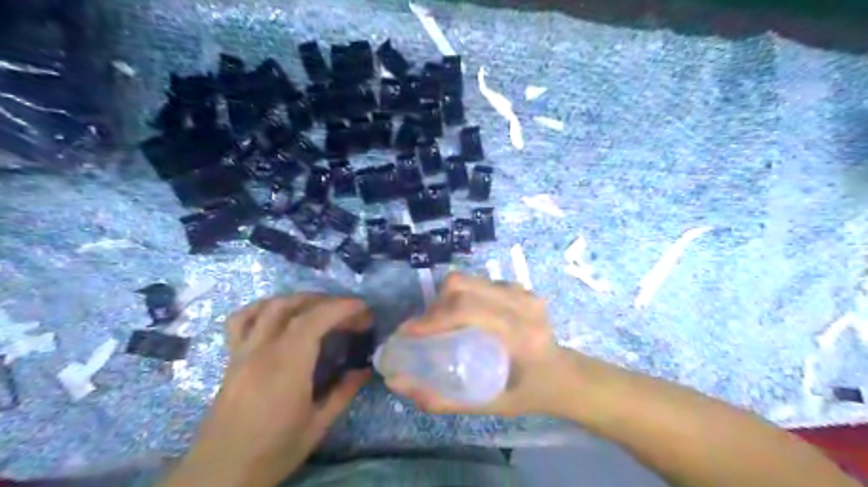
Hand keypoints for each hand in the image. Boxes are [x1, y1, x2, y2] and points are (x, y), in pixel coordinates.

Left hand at [163, 294, 370, 485]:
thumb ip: (343, 393)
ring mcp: (243, 352)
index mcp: (287, 367)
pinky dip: (263, 307)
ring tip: (321, 308)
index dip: (342, 307)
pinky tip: (278, 314)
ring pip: (269, 307)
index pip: (314, 320)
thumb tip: (364, 370)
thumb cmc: (272, 452)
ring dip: (299, 299)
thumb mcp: (317, 427)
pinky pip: (242, 320)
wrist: (219, 475)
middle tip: (350, 314)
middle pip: (294, 307)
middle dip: (327, 302)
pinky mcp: (231, 359)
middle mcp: (263, 351)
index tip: (364, 309)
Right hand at [387, 275, 574, 418]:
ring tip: (442, 322)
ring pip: (470, 280)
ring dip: (447, 299)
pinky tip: (464, 316)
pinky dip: (464, 295)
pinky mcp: (522, 288)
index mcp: (521, 336)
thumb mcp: (488, 406)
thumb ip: (442, 399)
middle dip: (435, 305)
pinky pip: (481, 282)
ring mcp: (524, 292)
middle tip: (425, 328)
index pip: (468, 310)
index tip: (408, 332)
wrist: (566, 375)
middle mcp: (524, 306)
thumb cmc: (529, 395)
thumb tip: (397, 383)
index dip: (433, 318)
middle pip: (465, 286)